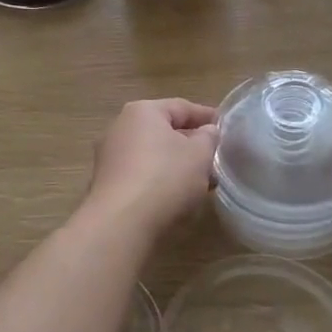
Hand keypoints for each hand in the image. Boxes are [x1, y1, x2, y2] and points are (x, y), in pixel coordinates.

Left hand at [84, 98, 217, 235]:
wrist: (121, 224)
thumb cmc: (165, 178)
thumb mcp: (199, 154)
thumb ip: (208, 137)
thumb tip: (207, 131)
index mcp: (142, 111)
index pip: (181, 107)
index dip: (207, 116)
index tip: (226, 128)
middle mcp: (120, 127)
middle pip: (164, 131)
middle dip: (191, 144)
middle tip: (215, 157)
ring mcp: (109, 157)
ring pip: (152, 154)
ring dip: (176, 165)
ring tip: (201, 181)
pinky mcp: (106, 184)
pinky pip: (140, 175)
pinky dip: (159, 180)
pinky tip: (176, 196)